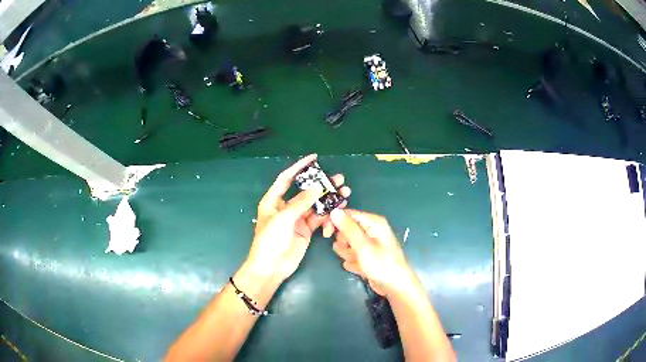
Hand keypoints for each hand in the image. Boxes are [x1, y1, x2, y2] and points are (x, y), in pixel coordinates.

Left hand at [247, 154, 350, 282]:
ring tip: (344, 191)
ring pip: (315, 204)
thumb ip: (301, 203)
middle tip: (338, 178)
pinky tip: (339, 208)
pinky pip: (319, 218)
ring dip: (328, 198)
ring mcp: (297, 219)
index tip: (314, 158)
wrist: (271, 267)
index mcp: (274, 200)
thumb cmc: (270, 240)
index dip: (299, 167)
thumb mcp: (283, 219)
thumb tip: (317, 188)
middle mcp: (286, 207)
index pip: (287, 179)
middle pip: (305, 191)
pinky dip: (329, 213)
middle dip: (321, 184)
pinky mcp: (306, 230)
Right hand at [330, 209, 412, 295]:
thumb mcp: (362, 246)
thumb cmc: (381, 264)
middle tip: (348, 251)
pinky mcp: (368, 255)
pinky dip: (353, 260)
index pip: (347, 214)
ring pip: (348, 243)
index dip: (335, 222)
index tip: (327, 234)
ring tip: (356, 261)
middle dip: (343, 242)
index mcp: (372, 222)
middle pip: (346, 229)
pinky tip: (359, 267)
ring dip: (347, 253)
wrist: (395, 286)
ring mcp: (370, 243)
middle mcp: (371, 230)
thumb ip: (348, 228)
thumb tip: (334, 211)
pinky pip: (353, 253)